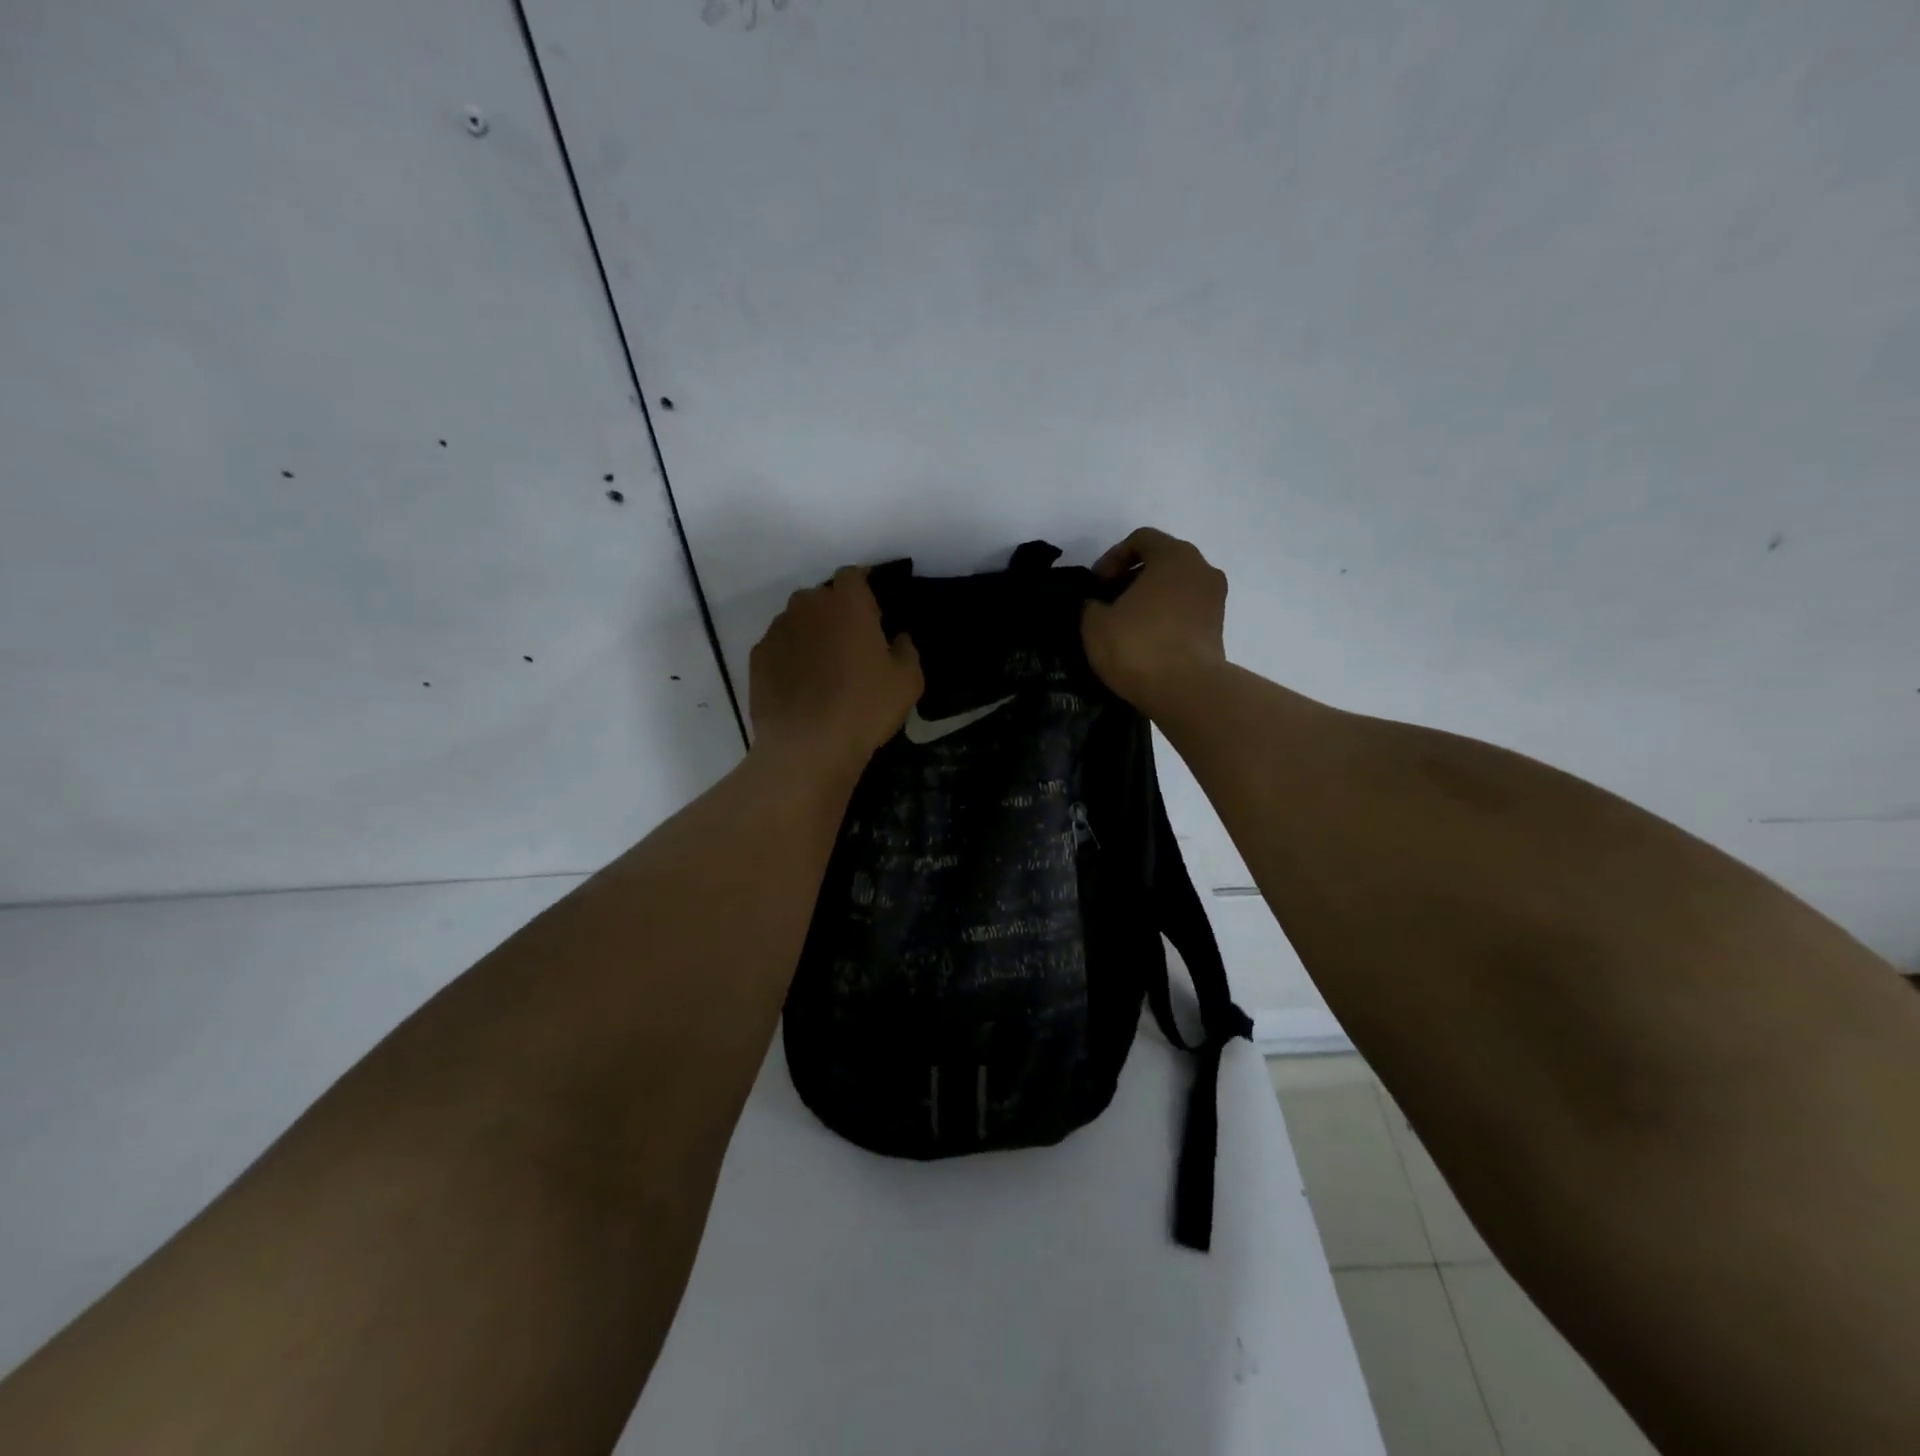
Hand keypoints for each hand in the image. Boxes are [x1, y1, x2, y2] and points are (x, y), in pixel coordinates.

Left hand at [748, 566, 922, 777]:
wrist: (806, 747)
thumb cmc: (865, 708)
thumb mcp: (908, 681)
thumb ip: (907, 649)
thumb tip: (898, 637)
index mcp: (847, 602)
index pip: (854, 575)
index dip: (865, 591)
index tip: (875, 615)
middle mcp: (807, 605)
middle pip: (823, 597)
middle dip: (836, 613)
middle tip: (851, 646)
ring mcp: (777, 630)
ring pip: (798, 621)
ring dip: (812, 635)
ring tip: (824, 670)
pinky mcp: (758, 657)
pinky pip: (780, 647)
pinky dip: (790, 658)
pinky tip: (801, 687)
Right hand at [1081, 528, 1228, 715]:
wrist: (1186, 691)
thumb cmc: (1138, 645)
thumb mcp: (1095, 622)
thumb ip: (1092, 604)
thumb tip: (1098, 605)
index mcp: (1175, 555)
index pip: (1141, 539)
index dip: (1112, 558)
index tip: (1096, 587)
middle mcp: (1202, 569)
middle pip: (1162, 562)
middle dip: (1132, 579)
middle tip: (1108, 605)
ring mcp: (1215, 600)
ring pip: (1175, 588)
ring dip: (1150, 601)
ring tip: (1126, 627)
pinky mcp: (1218, 629)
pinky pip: (1185, 612)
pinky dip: (1165, 620)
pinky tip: (1145, 644)